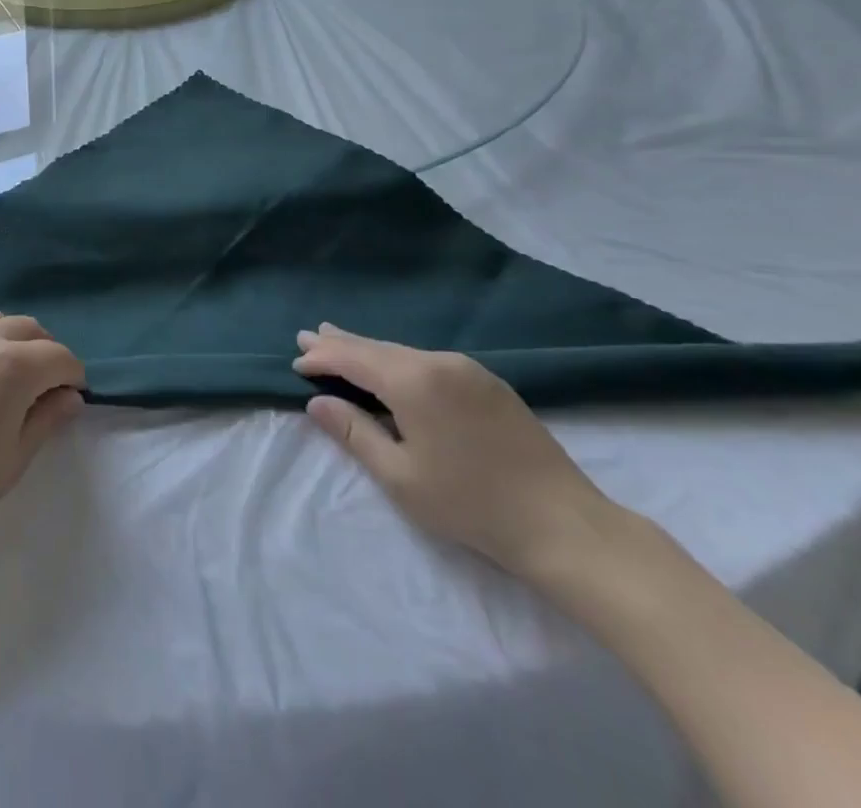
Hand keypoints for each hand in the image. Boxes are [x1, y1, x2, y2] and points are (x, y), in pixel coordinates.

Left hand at [0, 312, 85, 547]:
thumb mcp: (14, 458)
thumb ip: (47, 419)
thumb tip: (70, 397)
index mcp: (13, 366)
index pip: (59, 356)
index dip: (73, 375)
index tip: (72, 394)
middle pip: (27, 328)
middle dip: (44, 350)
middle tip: (42, 383)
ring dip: (8, 339)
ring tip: (4, 371)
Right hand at [293, 323, 623, 579]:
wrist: (563, 524)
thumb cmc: (471, 504)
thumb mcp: (400, 477)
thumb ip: (354, 432)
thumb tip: (316, 402)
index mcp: (413, 381)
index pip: (353, 359)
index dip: (322, 359)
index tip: (296, 362)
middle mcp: (437, 362)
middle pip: (377, 348)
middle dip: (340, 344)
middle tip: (308, 337)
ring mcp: (467, 368)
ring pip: (403, 352)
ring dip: (369, 350)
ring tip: (340, 342)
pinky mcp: (488, 382)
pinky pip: (428, 360)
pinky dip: (398, 360)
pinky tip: (390, 365)